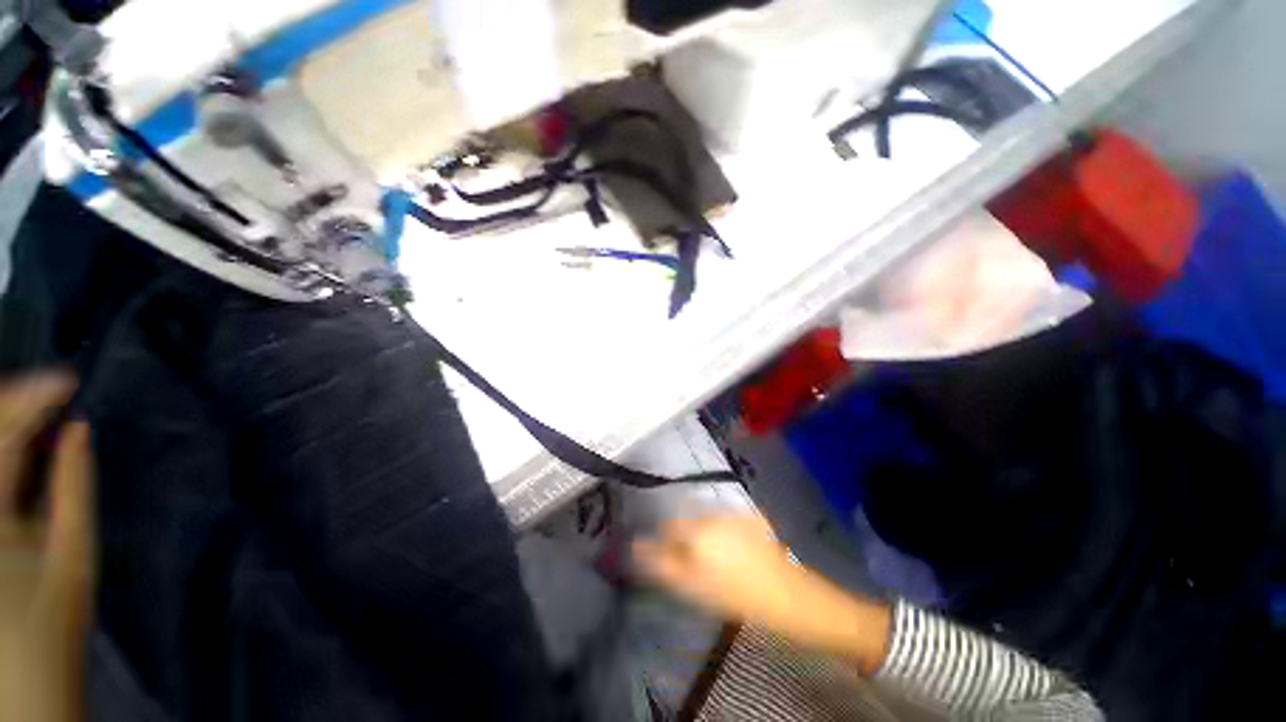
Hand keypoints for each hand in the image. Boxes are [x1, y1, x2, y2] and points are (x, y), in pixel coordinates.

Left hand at [0, 373, 93, 721]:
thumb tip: (79, 430)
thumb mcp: (72, 557)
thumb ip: (73, 487)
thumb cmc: (52, 623)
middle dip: (17, 402)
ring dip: (12, 421)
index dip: (32, 400)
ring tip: (45, 407)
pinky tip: (31, 441)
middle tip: (57, 386)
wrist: (23, 675)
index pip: (3, 436)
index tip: (69, 380)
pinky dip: (10, 445)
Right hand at [634, 515, 891, 673]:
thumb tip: (637, 545)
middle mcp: (712, 513)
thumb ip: (663, 564)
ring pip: (706, 518)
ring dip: (704, 532)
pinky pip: (726, 519)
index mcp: (697, 529)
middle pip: (687, 519)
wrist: (789, 595)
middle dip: (685, 537)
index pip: (668, 527)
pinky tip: (734, 550)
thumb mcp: (694, 587)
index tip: (671, 560)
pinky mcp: (749, 516)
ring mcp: (733, 512)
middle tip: (695, 564)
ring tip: (716, 558)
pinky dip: (723, 530)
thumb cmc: (738, 597)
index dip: (666, 544)